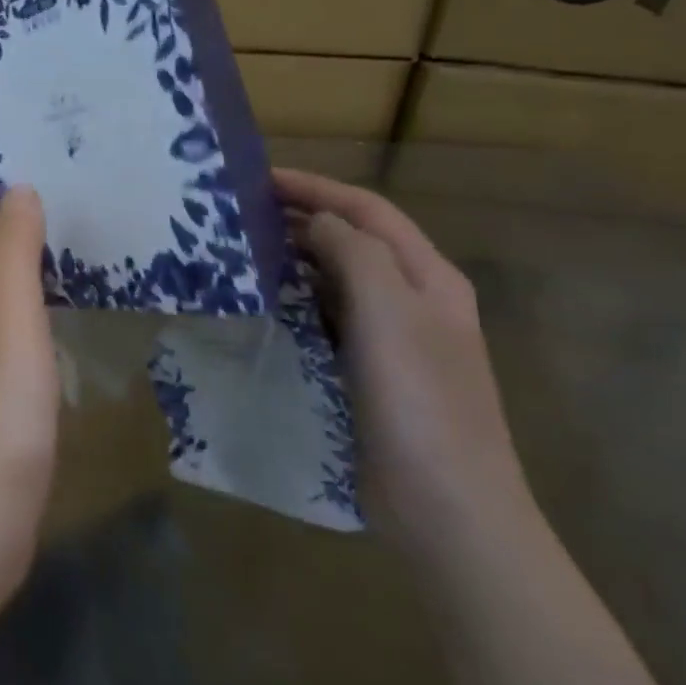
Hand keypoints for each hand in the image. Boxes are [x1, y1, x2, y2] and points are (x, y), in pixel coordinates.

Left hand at [0, 180, 60, 604]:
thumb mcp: (4, 314)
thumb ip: (10, 250)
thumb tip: (17, 190)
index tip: (25, 172)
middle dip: (4, 225)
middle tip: (67, 211)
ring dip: (22, 271)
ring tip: (78, 259)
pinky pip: (11, 344)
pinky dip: (35, 322)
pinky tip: (67, 333)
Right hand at [274, 168, 535, 563]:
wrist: (446, 506)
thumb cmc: (420, 402)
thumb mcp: (389, 315)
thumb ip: (354, 253)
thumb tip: (317, 222)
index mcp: (428, 278)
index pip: (368, 211)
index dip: (315, 187)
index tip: (257, 178)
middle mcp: (412, 300)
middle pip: (353, 240)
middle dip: (300, 219)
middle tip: (239, 213)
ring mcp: (392, 339)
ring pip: (336, 279)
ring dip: (293, 259)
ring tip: (241, 250)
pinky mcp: (367, 372)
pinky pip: (325, 318)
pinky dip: (294, 300)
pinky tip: (262, 304)